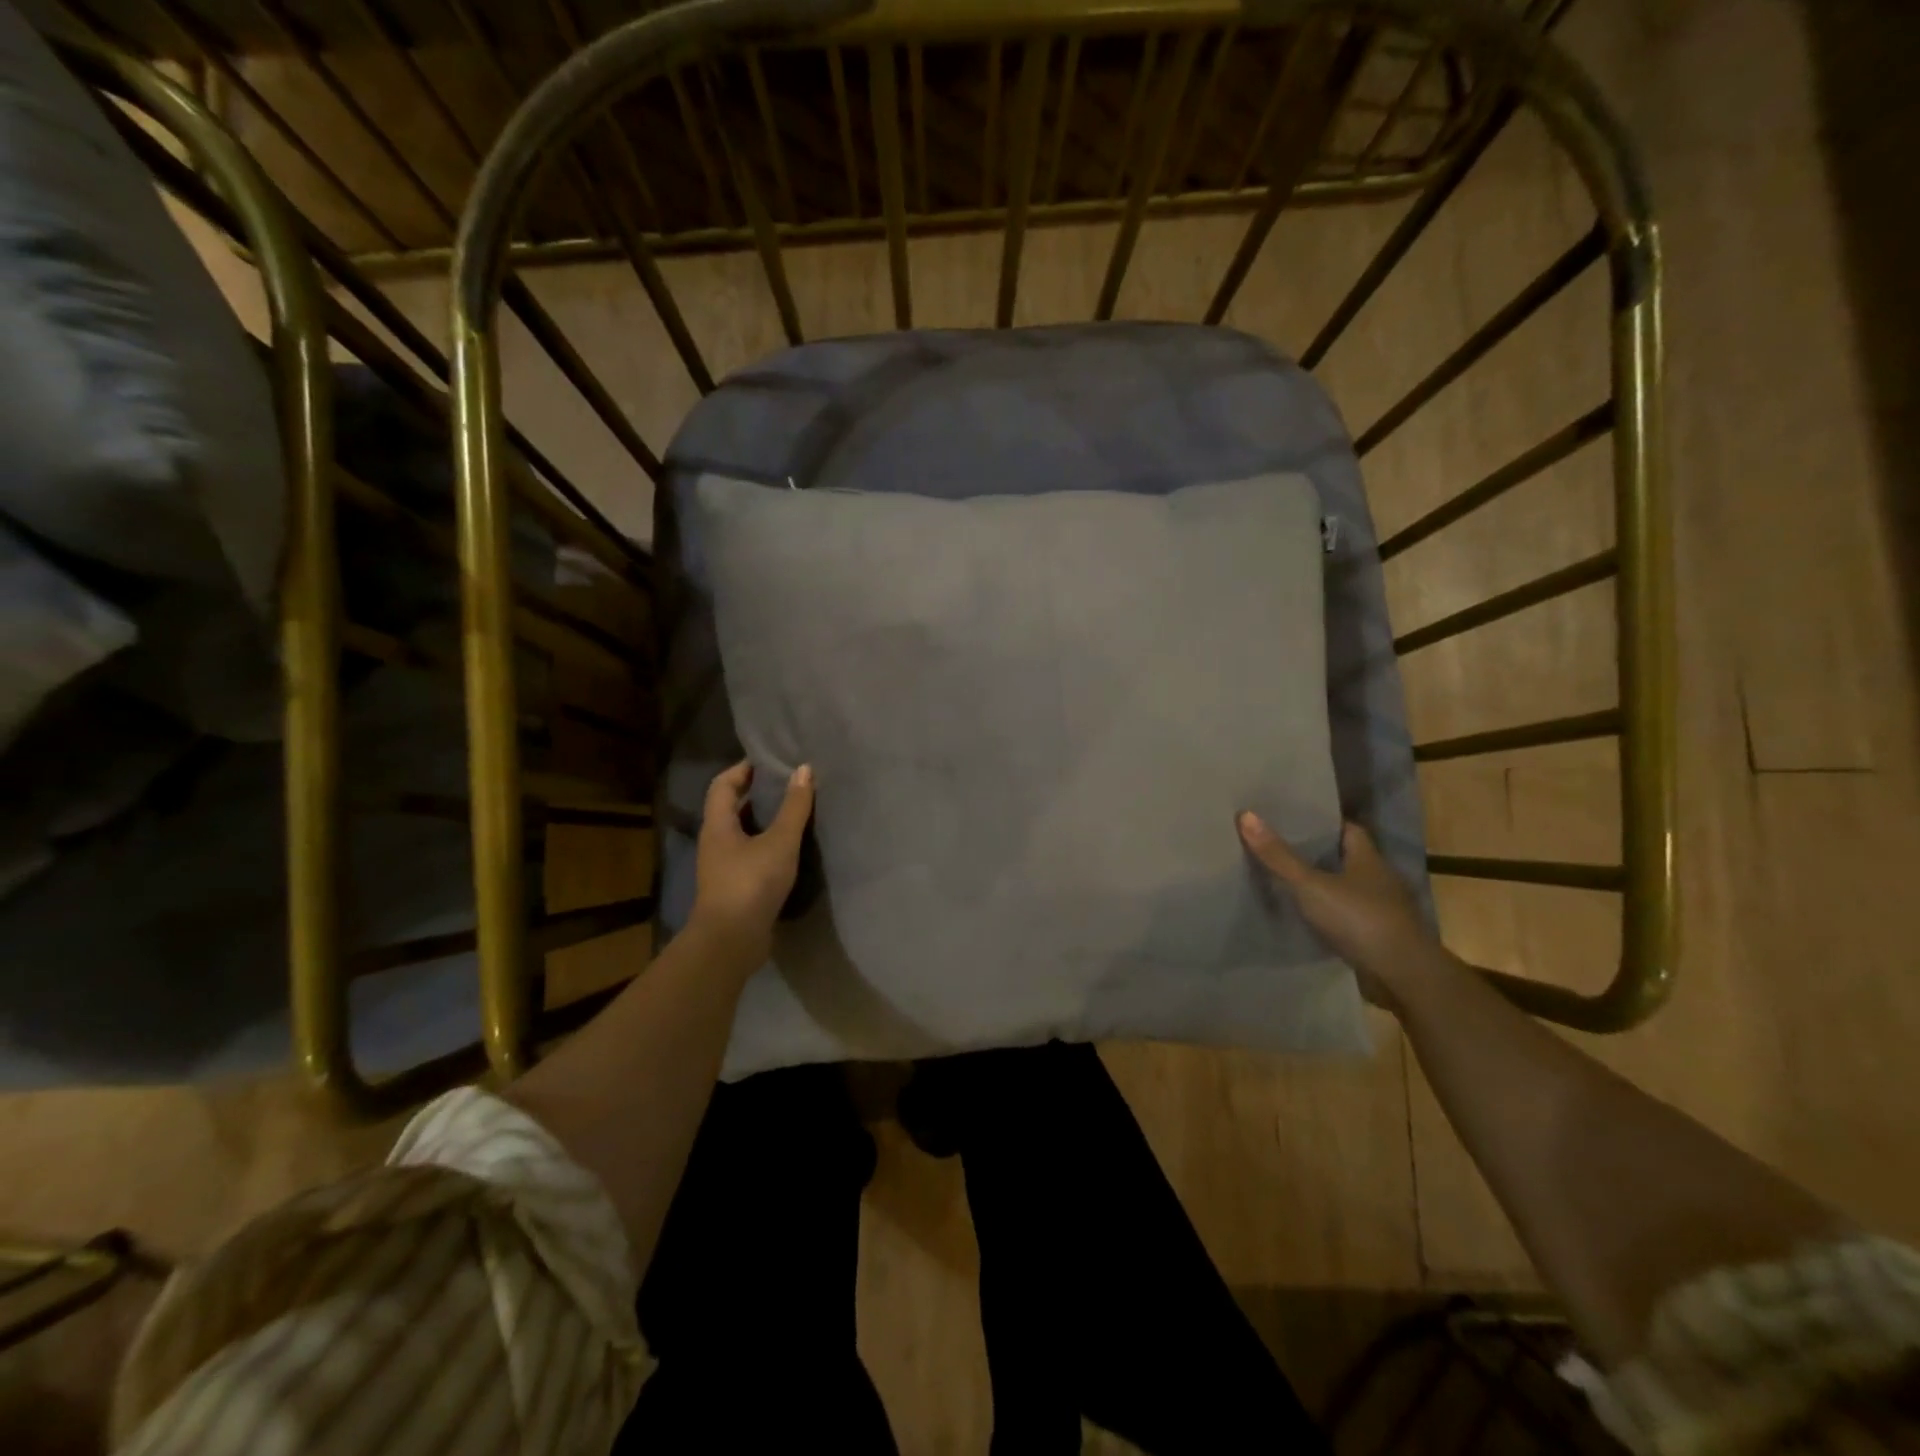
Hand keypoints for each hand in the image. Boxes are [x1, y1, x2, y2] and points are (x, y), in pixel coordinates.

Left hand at [690, 760, 814, 965]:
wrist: (731, 941)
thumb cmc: (751, 883)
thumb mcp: (780, 842)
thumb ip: (794, 807)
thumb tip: (804, 770)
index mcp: (718, 825)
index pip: (723, 784)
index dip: (743, 769)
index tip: (768, 760)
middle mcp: (715, 842)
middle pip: (731, 807)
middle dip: (756, 793)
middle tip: (787, 782)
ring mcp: (723, 867)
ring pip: (742, 832)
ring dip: (763, 820)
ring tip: (793, 810)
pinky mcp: (735, 887)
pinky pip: (750, 854)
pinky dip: (767, 844)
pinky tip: (790, 848)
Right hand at [1237, 813, 1448, 1009]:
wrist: (1403, 976)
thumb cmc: (1360, 919)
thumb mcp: (1311, 885)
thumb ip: (1278, 855)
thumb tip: (1245, 814)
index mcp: (1369, 859)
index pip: (1348, 829)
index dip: (1323, 822)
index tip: (1293, 819)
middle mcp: (1379, 880)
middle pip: (1345, 857)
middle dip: (1317, 853)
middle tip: (1279, 846)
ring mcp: (1381, 910)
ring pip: (1346, 888)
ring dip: (1323, 885)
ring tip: (1285, 880)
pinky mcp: (1377, 936)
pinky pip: (1347, 916)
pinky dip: (1329, 914)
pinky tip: (1306, 916)